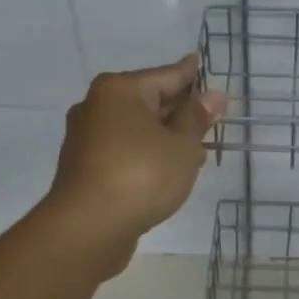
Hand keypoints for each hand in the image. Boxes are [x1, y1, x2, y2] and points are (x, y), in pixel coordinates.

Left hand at [39, 56, 225, 276]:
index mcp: (119, 90)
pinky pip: (125, 149)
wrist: (88, 228)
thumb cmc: (141, 175)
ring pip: (136, 127)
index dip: (193, 75)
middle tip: (211, 115)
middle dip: (180, 109)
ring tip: (197, 147)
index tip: (208, 69)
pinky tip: (168, 169)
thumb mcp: (181, 146)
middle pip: (148, 100)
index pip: (167, 75)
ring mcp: (87, 138)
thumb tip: (213, 95)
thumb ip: (197, 119)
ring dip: (164, 135)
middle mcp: (97, 105)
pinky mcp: (85, 167)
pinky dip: (147, 153)